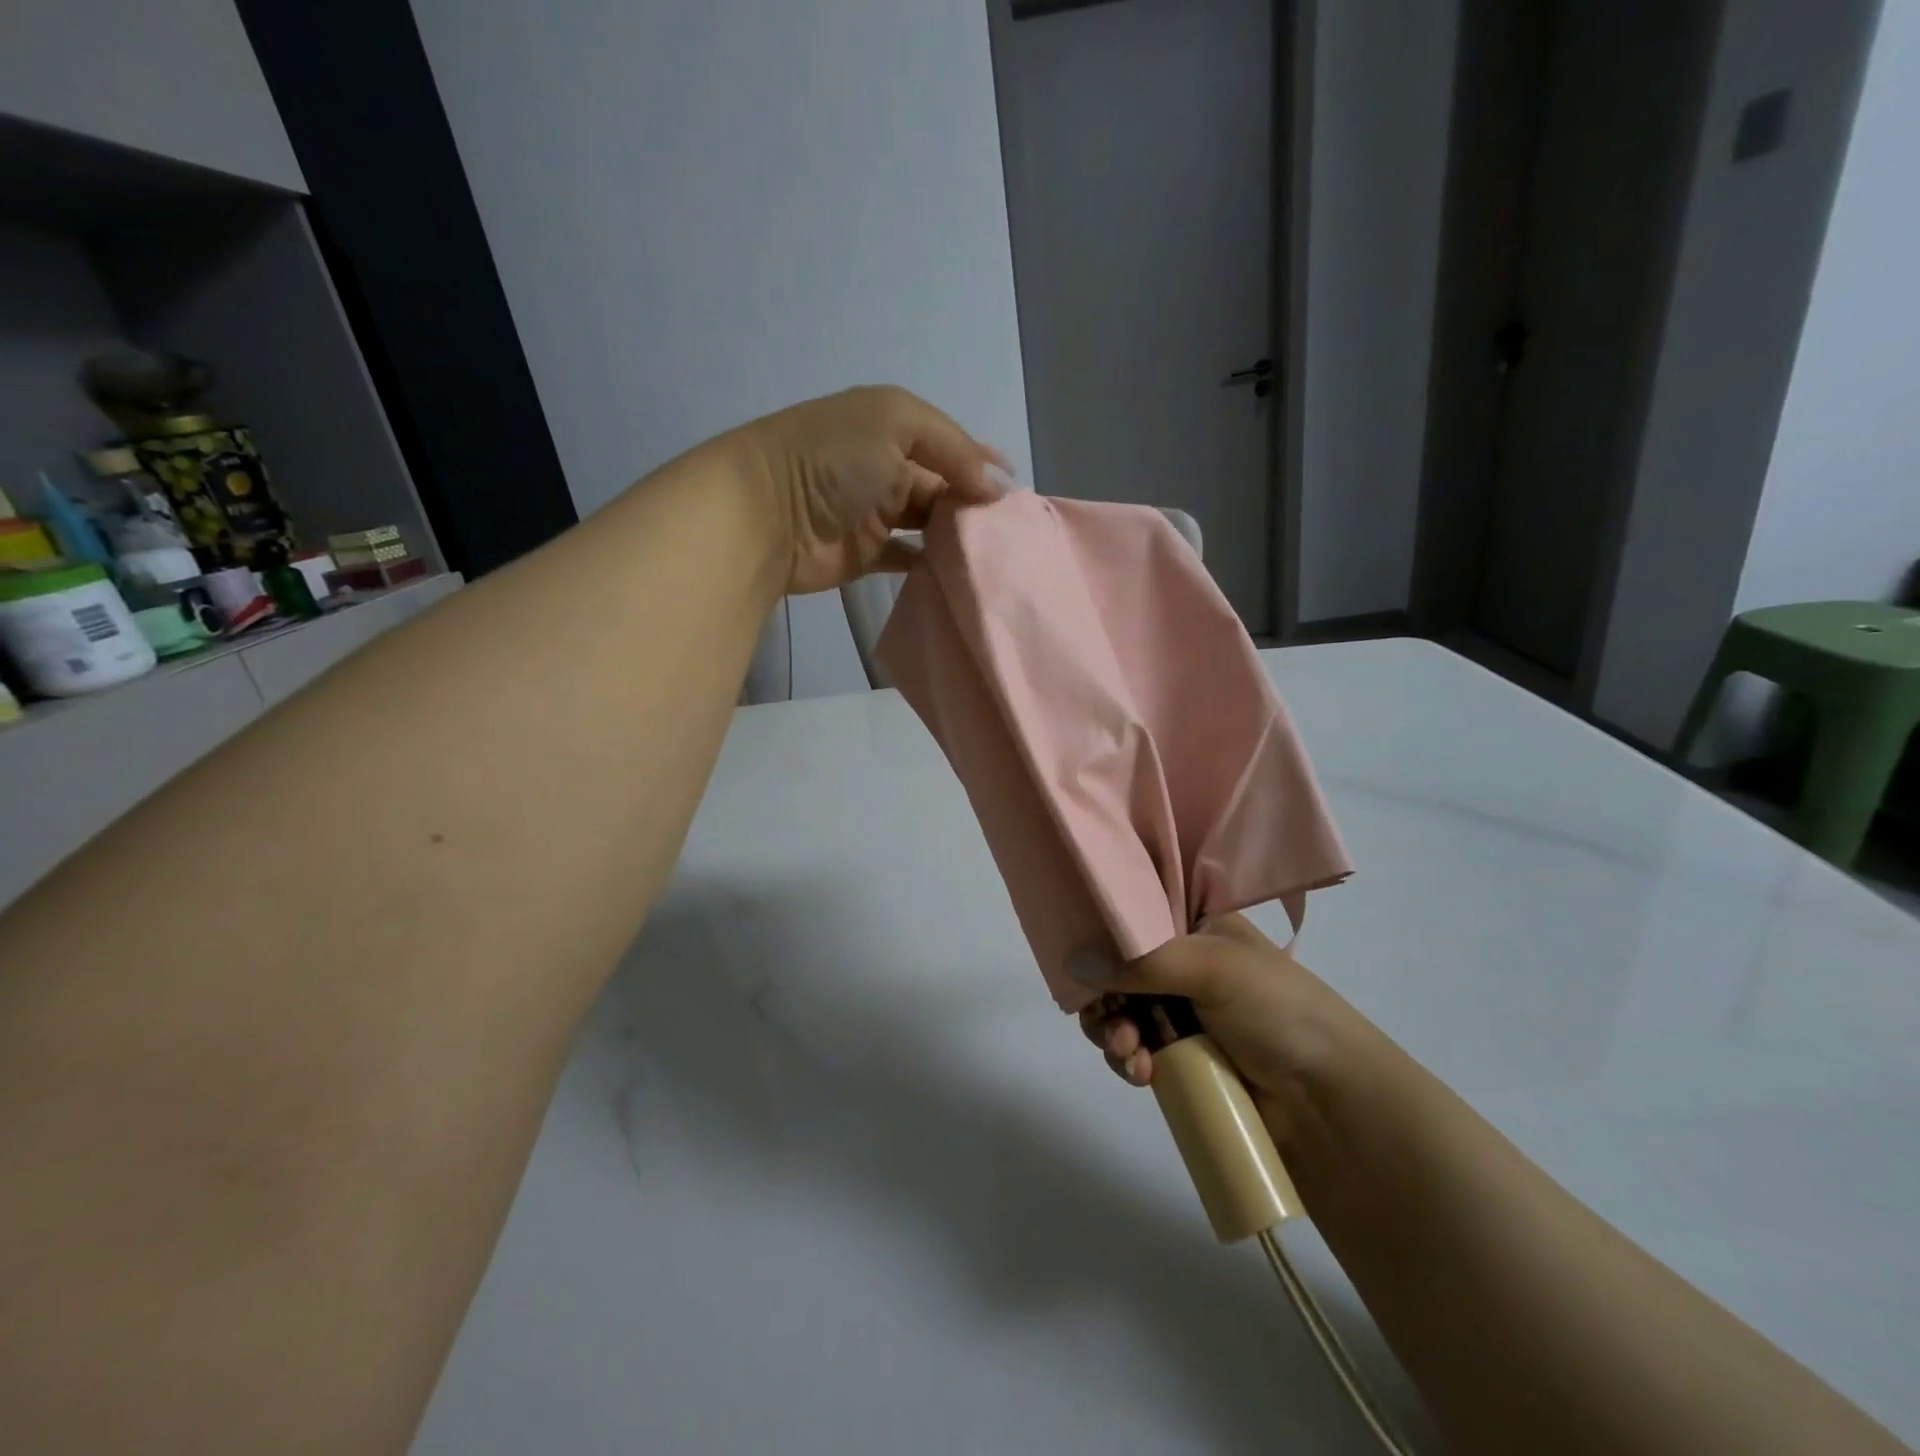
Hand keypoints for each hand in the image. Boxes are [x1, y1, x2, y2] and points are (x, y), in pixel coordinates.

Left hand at [737, 385, 1008, 595]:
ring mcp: (876, 513)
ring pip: (930, 523)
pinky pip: (908, 558)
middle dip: (975, 502)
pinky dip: (931, 564)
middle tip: (1011, 529)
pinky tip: (960, 572)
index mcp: (892, 426)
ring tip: (994, 552)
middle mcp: (886, 466)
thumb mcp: (896, 423)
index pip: (949, 442)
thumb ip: (951, 448)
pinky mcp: (867, 554)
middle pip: (943, 484)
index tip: (1015, 490)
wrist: (766, 514)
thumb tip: (992, 487)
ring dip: (957, 534)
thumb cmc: (832, 458)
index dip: (981, 461)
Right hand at [1077, 914, 1352, 1113]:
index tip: (1082, 961)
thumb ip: (1141, 961)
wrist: (1329, 1099)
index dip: (1103, 937)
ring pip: (1121, 1013)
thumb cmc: (1276, 1009)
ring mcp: (1181, 1013)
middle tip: (1110, 1021)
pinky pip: (1135, 1051)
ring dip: (1114, 1034)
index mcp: (1196, 927)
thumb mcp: (1211, 967)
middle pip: (1119, 970)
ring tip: (1130, 1056)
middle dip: (1106, 998)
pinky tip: (1140, 1073)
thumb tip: (1072, 964)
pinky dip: (1128, 1061)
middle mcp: (1184, 964)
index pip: (1134, 919)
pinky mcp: (1180, 1059)